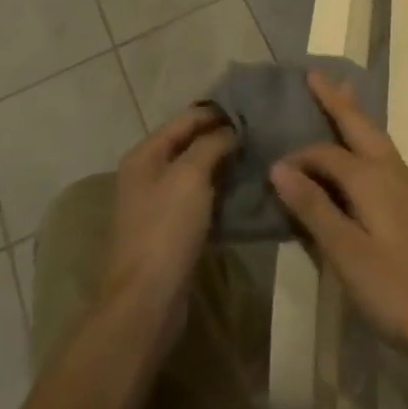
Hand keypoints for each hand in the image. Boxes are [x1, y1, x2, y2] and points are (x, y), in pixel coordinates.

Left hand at [99, 107, 236, 360]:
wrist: (147, 299)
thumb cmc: (166, 228)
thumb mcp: (191, 175)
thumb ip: (212, 144)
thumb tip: (232, 129)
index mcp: (146, 153)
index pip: (187, 118)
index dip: (218, 112)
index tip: (254, 109)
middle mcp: (147, 173)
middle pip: (191, 143)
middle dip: (223, 137)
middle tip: (261, 133)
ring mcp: (158, 202)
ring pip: (197, 171)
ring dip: (224, 164)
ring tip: (258, 157)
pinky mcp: (171, 228)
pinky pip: (200, 198)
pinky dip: (220, 191)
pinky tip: (245, 190)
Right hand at [269, 71, 407, 369]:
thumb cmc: (397, 289)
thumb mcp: (346, 253)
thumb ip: (314, 208)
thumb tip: (279, 166)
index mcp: (370, 177)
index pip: (325, 153)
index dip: (297, 157)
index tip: (270, 170)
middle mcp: (389, 170)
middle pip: (359, 125)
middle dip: (336, 100)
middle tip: (315, 75)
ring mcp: (405, 185)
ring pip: (374, 137)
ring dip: (354, 115)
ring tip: (340, 95)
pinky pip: (381, 154)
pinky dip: (365, 138)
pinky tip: (362, 152)